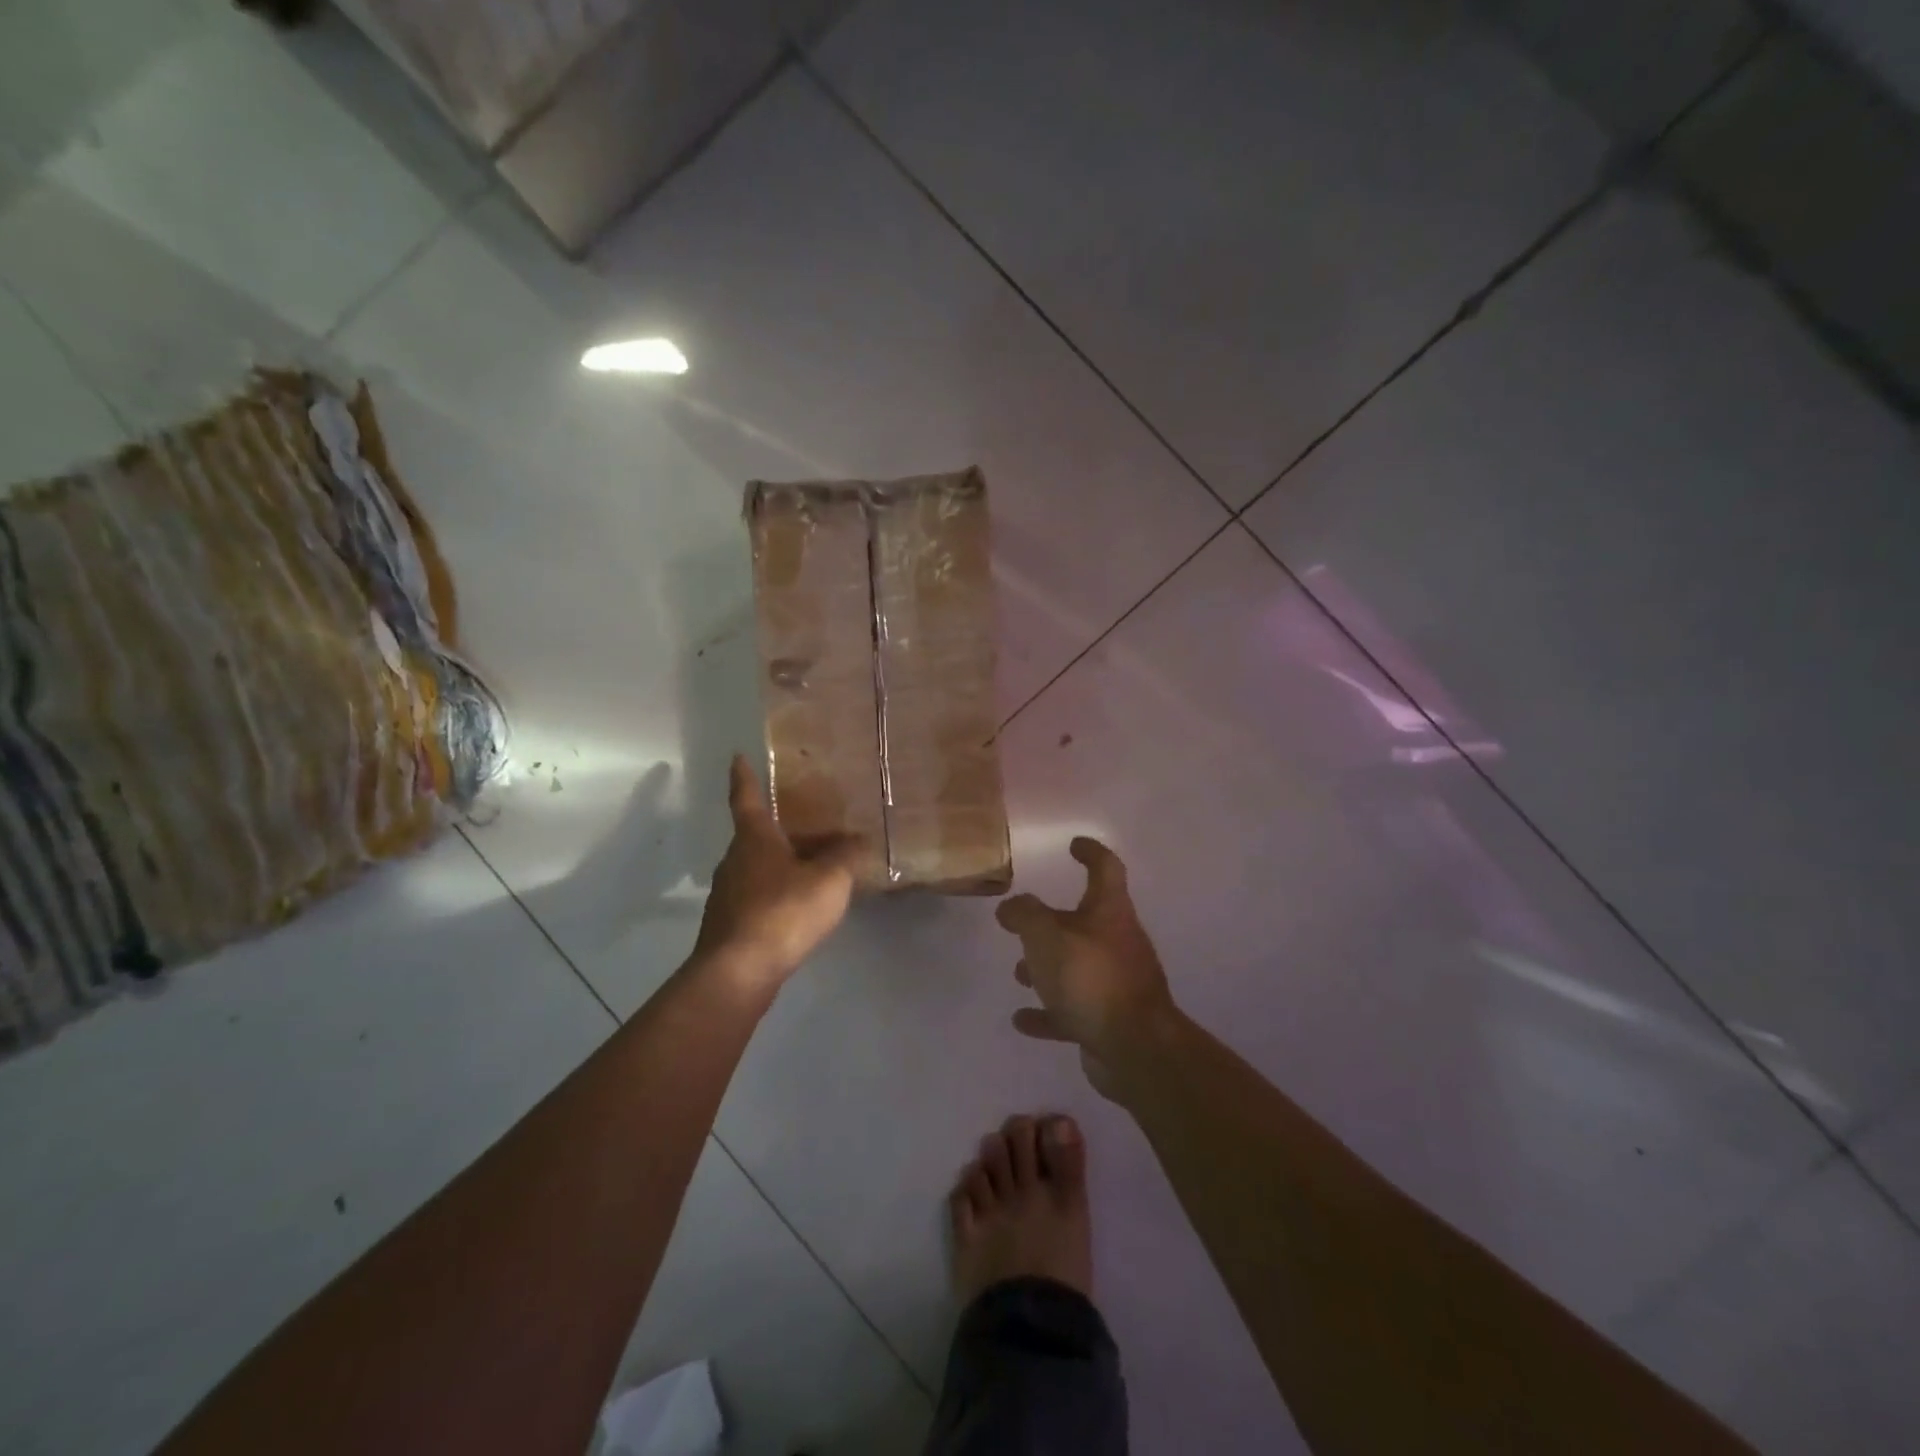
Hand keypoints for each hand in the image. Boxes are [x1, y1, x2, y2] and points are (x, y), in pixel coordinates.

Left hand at [693, 755, 860, 995]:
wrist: (739, 972)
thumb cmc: (782, 912)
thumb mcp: (829, 879)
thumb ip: (846, 855)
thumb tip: (859, 838)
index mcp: (754, 838)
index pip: (745, 797)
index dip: (743, 776)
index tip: (737, 756)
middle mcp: (735, 860)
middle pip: (756, 835)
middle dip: (778, 827)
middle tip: (806, 820)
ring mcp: (728, 894)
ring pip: (758, 867)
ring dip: (781, 863)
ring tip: (812, 866)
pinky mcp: (729, 924)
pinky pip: (758, 896)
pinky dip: (778, 893)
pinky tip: (799, 907)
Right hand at [996, 838, 1176, 1097]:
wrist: (1136, 1050)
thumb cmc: (1091, 979)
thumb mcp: (1047, 937)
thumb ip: (1025, 915)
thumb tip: (1012, 907)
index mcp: (1110, 913)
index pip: (1106, 869)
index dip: (1091, 852)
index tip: (1073, 845)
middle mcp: (1117, 943)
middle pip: (1086, 921)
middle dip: (1053, 922)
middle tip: (1022, 924)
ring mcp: (1115, 984)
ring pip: (1076, 966)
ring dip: (1047, 967)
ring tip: (1018, 973)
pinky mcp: (1108, 1020)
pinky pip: (1072, 1009)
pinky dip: (1048, 1012)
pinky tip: (1022, 1020)